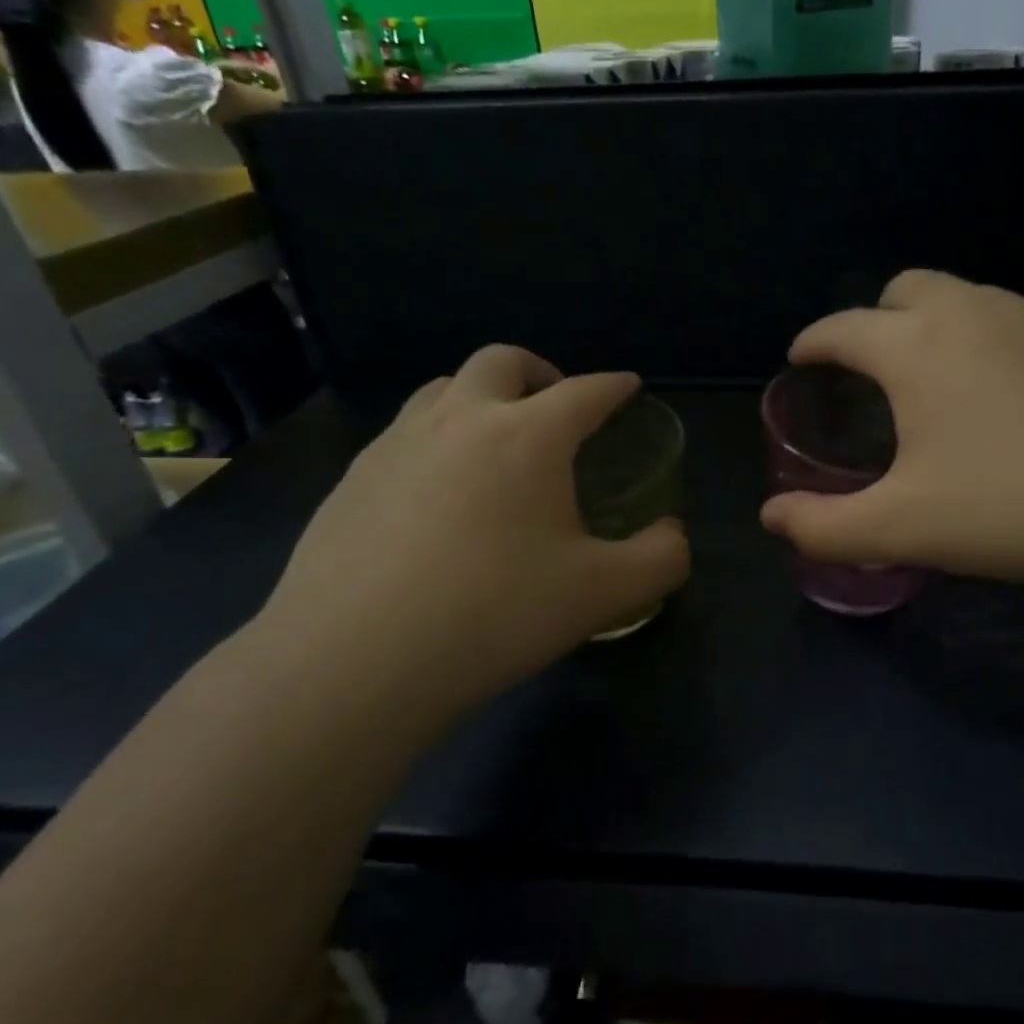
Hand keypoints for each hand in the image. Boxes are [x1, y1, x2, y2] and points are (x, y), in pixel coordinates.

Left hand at [254, 346, 688, 728]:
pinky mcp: (351, 479)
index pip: (585, 391)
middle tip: (558, 408)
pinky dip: (436, 440)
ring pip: (443, 389)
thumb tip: (672, 535)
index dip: (614, 386)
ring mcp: (396, 445)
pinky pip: (404, 435)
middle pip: (503, 361)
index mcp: (528, 436)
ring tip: (496, 442)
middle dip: (541, 372)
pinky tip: (438, 494)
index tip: (629, 387)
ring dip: (481, 397)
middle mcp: (460, 420)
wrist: (353, 662)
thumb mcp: (603, 594)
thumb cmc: (494, 614)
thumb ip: (659, 559)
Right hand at [759, 270, 1023, 614]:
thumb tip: (770, 519)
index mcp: (915, 348)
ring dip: (938, 324)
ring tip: (942, 378)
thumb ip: (824, 526)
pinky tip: (1014, 393)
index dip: (813, 341)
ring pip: (968, 298)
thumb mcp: (902, 529)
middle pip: (906, 287)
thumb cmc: (1010, 508)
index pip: (842, 327)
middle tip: (876, 367)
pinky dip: (994, 341)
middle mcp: (971, 312)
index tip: (802, 356)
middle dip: (877, 317)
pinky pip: (1019, 321)